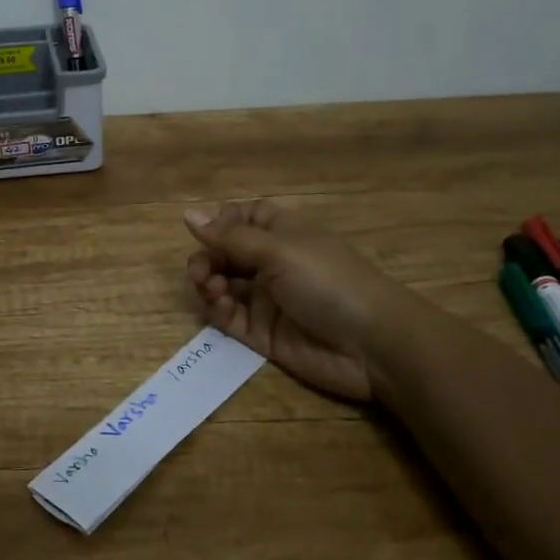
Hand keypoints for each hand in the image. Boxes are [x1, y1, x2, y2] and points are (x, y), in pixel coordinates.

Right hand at [184, 200, 397, 404]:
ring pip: (221, 285)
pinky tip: (221, 307)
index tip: (203, 231)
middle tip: (199, 272)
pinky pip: (228, 317)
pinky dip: (218, 310)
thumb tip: (188, 214)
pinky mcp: (261, 333)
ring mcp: (266, 299)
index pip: (242, 218)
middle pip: (224, 253)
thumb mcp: (278, 250)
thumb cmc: (328, 281)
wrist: (371, 346)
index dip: (220, 223)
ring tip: (212, 289)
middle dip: (206, 258)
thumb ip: (230, 237)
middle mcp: (271, 262)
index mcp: (281, 233)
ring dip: (208, 283)